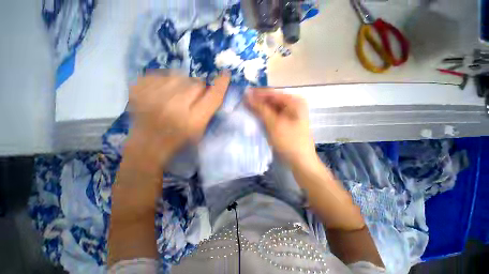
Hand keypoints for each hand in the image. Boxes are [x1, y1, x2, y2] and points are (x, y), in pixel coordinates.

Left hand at [127, 72, 229, 164]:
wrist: (148, 145)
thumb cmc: (179, 140)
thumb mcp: (200, 130)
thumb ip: (209, 110)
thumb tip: (213, 89)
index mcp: (193, 121)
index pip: (213, 96)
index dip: (221, 84)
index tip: (225, 75)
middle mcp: (175, 107)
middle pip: (196, 83)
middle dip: (198, 89)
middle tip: (191, 99)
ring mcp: (154, 97)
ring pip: (179, 75)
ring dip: (182, 84)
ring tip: (176, 96)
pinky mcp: (139, 89)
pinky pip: (161, 74)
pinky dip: (165, 81)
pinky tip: (162, 93)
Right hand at [246, 88, 316, 167]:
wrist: (300, 161)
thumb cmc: (289, 141)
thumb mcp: (274, 124)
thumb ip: (260, 109)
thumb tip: (247, 96)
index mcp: (294, 101)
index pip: (272, 93)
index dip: (257, 94)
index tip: (243, 94)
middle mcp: (292, 104)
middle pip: (271, 100)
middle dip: (258, 102)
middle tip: (242, 103)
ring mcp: (289, 114)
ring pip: (271, 108)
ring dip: (259, 109)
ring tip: (246, 109)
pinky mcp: (285, 122)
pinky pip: (272, 116)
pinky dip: (264, 116)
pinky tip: (255, 117)